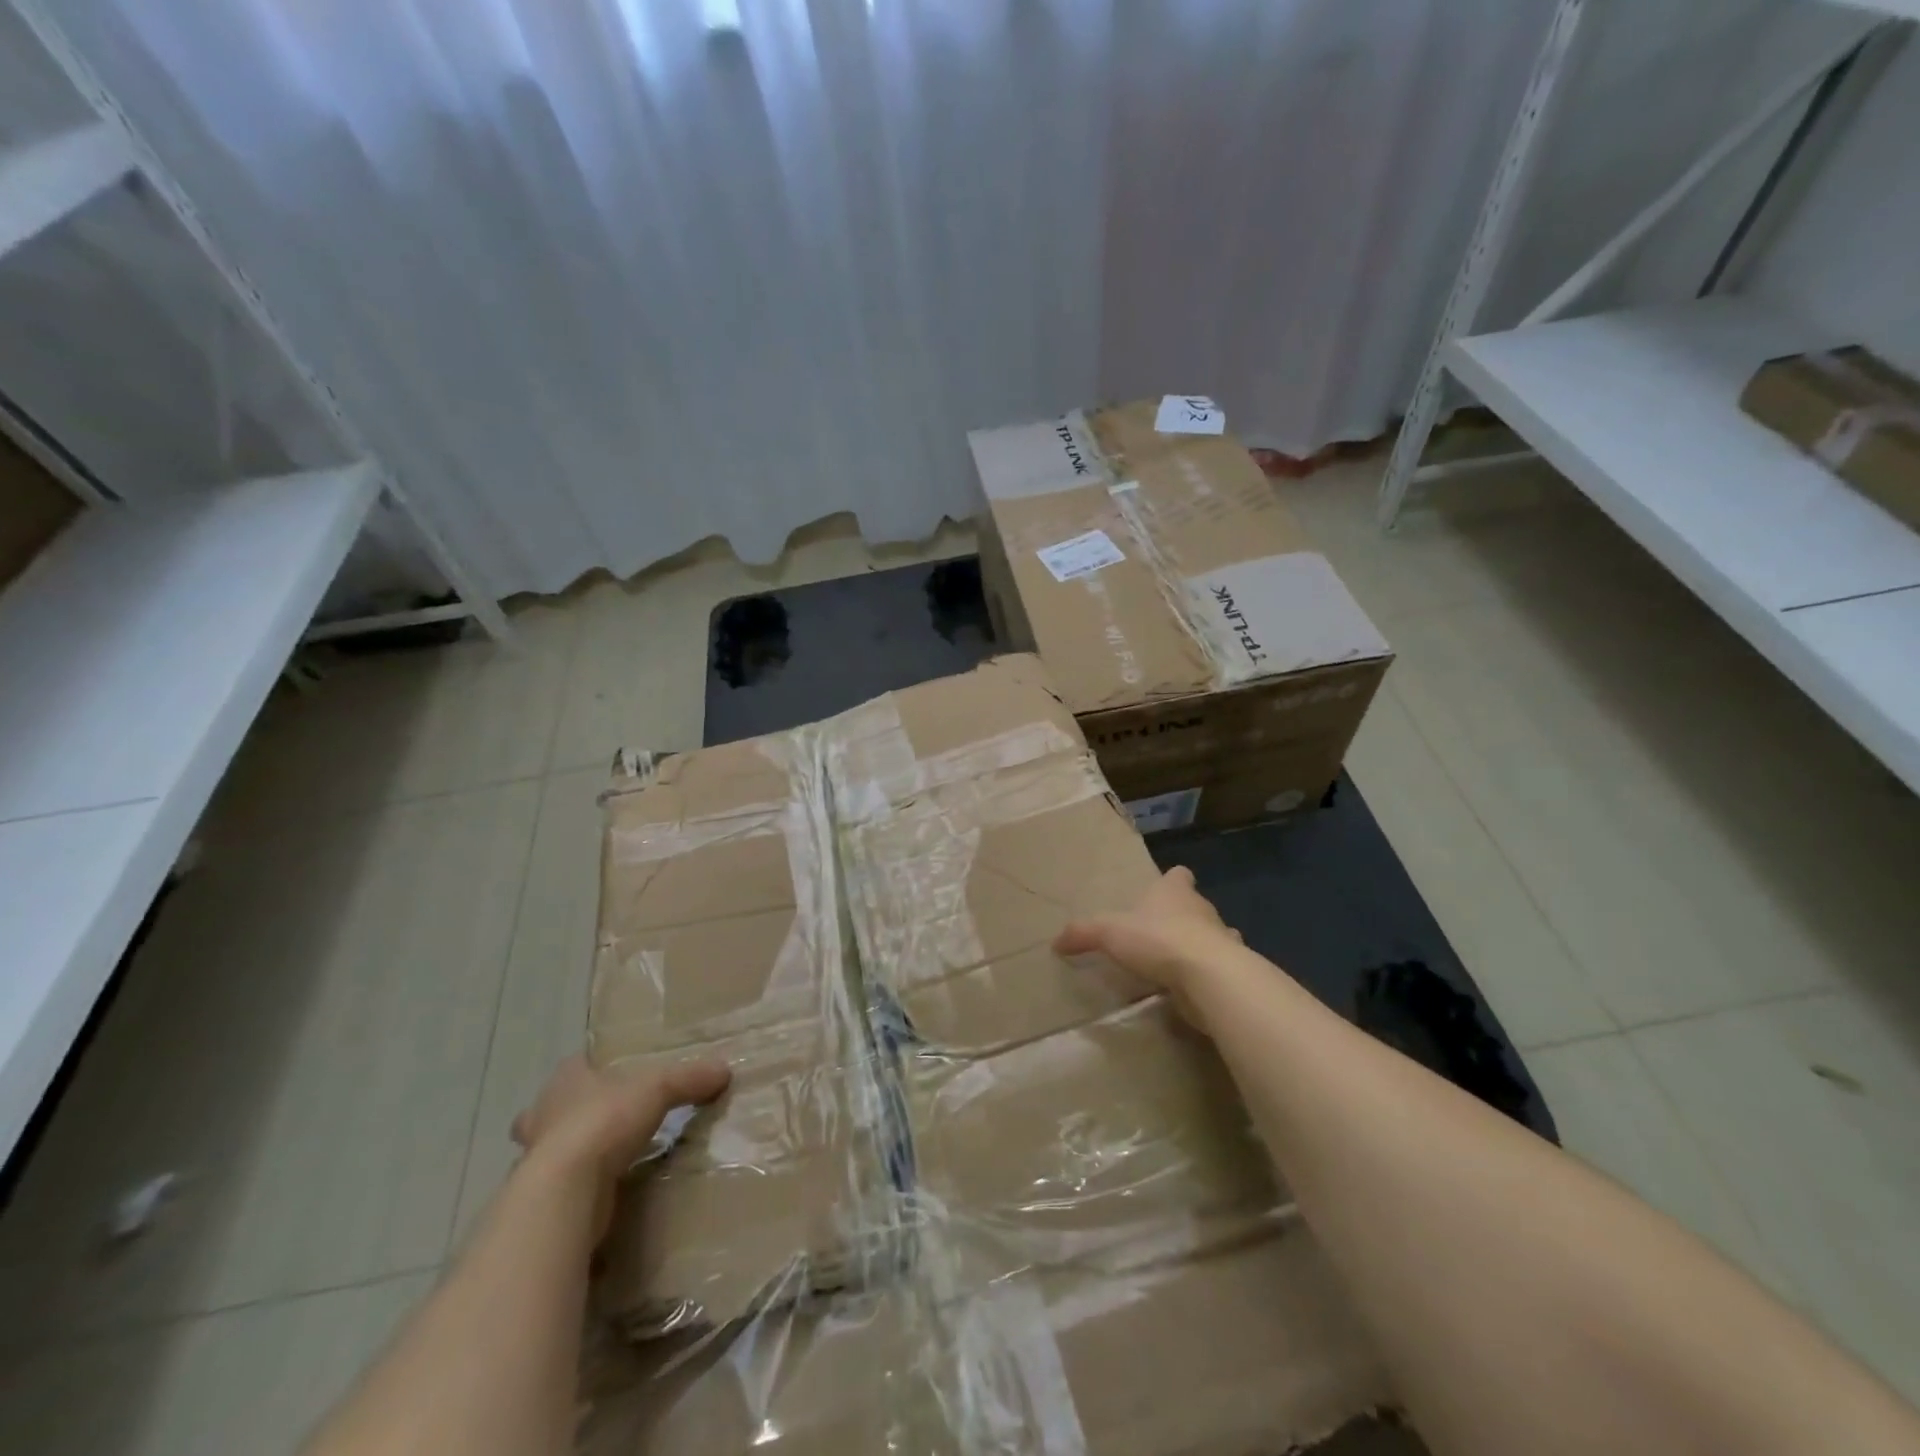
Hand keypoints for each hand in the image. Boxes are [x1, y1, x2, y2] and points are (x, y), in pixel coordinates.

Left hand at [512, 1055, 729, 1237]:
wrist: (565, 1191)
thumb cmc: (605, 1121)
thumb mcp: (660, 1088)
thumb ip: (690, 1078)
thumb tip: (724, 1070)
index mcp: (565, 1081)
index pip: (576, 1066)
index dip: (592, 1069)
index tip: (613, 1076)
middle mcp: (543, 1116)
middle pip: (556, 1109)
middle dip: (576, 1114)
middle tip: (609, 1119)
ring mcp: (537, 1160)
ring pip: (555, 1149)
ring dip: (576, 1153)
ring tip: (611, 1157)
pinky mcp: (543, 1198)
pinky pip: (565, 1186)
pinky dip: (581, 1187)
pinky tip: (604, 1192)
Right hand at [1054, 866, 1243, 1022]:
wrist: (1209, 977)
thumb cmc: (1158, 939)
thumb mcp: (1109, 932)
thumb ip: (1083, 934)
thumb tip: (1056, 941)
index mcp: (1175, 891)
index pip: (1179, 875)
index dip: (1172, 881)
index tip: (1163, 889)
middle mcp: (1202, 910)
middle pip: (1194, 906)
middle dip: (1181, 916)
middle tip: (1158, 932)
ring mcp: (1222, 940)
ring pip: (1212, 936)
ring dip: (1199, 945)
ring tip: (1177, 961)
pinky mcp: (1231, 971)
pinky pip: (1218, 968)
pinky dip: (1208, 975)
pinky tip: (1193, 986)